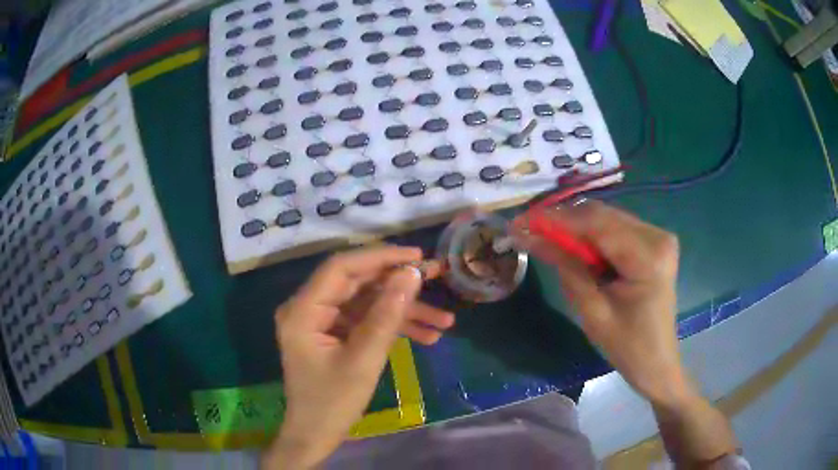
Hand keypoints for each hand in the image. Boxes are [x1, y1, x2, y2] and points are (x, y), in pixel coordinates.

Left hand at [263, 246, 453, 468]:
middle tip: (437, 279)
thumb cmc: (333, 403)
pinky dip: (393, 327)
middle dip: (399, 285)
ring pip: (367, 303)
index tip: (417, 257)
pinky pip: (365, 322)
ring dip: (403, 311)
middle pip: (358, 283)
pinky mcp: (333, 334)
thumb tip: (411, 274)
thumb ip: (387, 315)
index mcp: (303, 310)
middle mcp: (308, 308)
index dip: (381, 257)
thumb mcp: (363, 360)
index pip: (342, 268)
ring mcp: (321, 322)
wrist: (315, 435)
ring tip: (444, 322)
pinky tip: (427, 337)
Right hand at [512, 201, 691, 407]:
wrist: (657, 362)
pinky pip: (615, 228)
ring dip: (576, 229)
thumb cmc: (627, 346)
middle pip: (602, 215)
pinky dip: (592, 236)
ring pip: (607, 218)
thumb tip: (529, 235)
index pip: (597, 224)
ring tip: (549, 242)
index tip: (521, 222)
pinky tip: (576, 250)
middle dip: (564, 222)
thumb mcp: (592, 311)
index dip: (557, 219)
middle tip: (529, 232)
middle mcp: (658, 236)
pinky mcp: (654, 241)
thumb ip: (565, 267)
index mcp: (649, 257)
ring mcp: (658, 236)